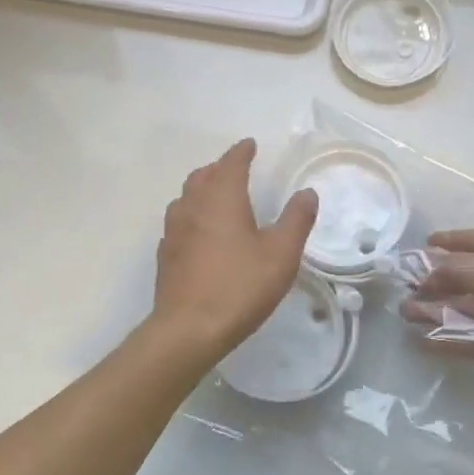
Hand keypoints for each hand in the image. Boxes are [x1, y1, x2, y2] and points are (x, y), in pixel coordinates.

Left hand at [151, 139, 318, 362]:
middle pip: (203, 176)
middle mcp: (193, 207)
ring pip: (186, 197)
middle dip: (220, 168)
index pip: (231, 164)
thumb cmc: (240, 286)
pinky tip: (200, 231)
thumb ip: (296, 220)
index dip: (241, 152)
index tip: (249, 145)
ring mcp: (174, 231)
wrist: (189, 329)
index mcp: (222, 199)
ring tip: (217, 195)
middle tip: (235, 169)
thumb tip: (307, 193)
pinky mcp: (166, 255)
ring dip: (202, 189)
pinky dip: (192, 215)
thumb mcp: (281, 254)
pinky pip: (179, 222)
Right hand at [400, 229, 473, 431]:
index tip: (425, 245)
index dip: (453, 241)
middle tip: (407, 286)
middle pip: (469, 277)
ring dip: (436, 310)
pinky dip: (448, 339)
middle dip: (437, 280)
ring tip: (406, 314)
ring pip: (467, 309)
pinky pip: (471, 339)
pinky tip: (423, 342)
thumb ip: (460, 271)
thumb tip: (430, 271)